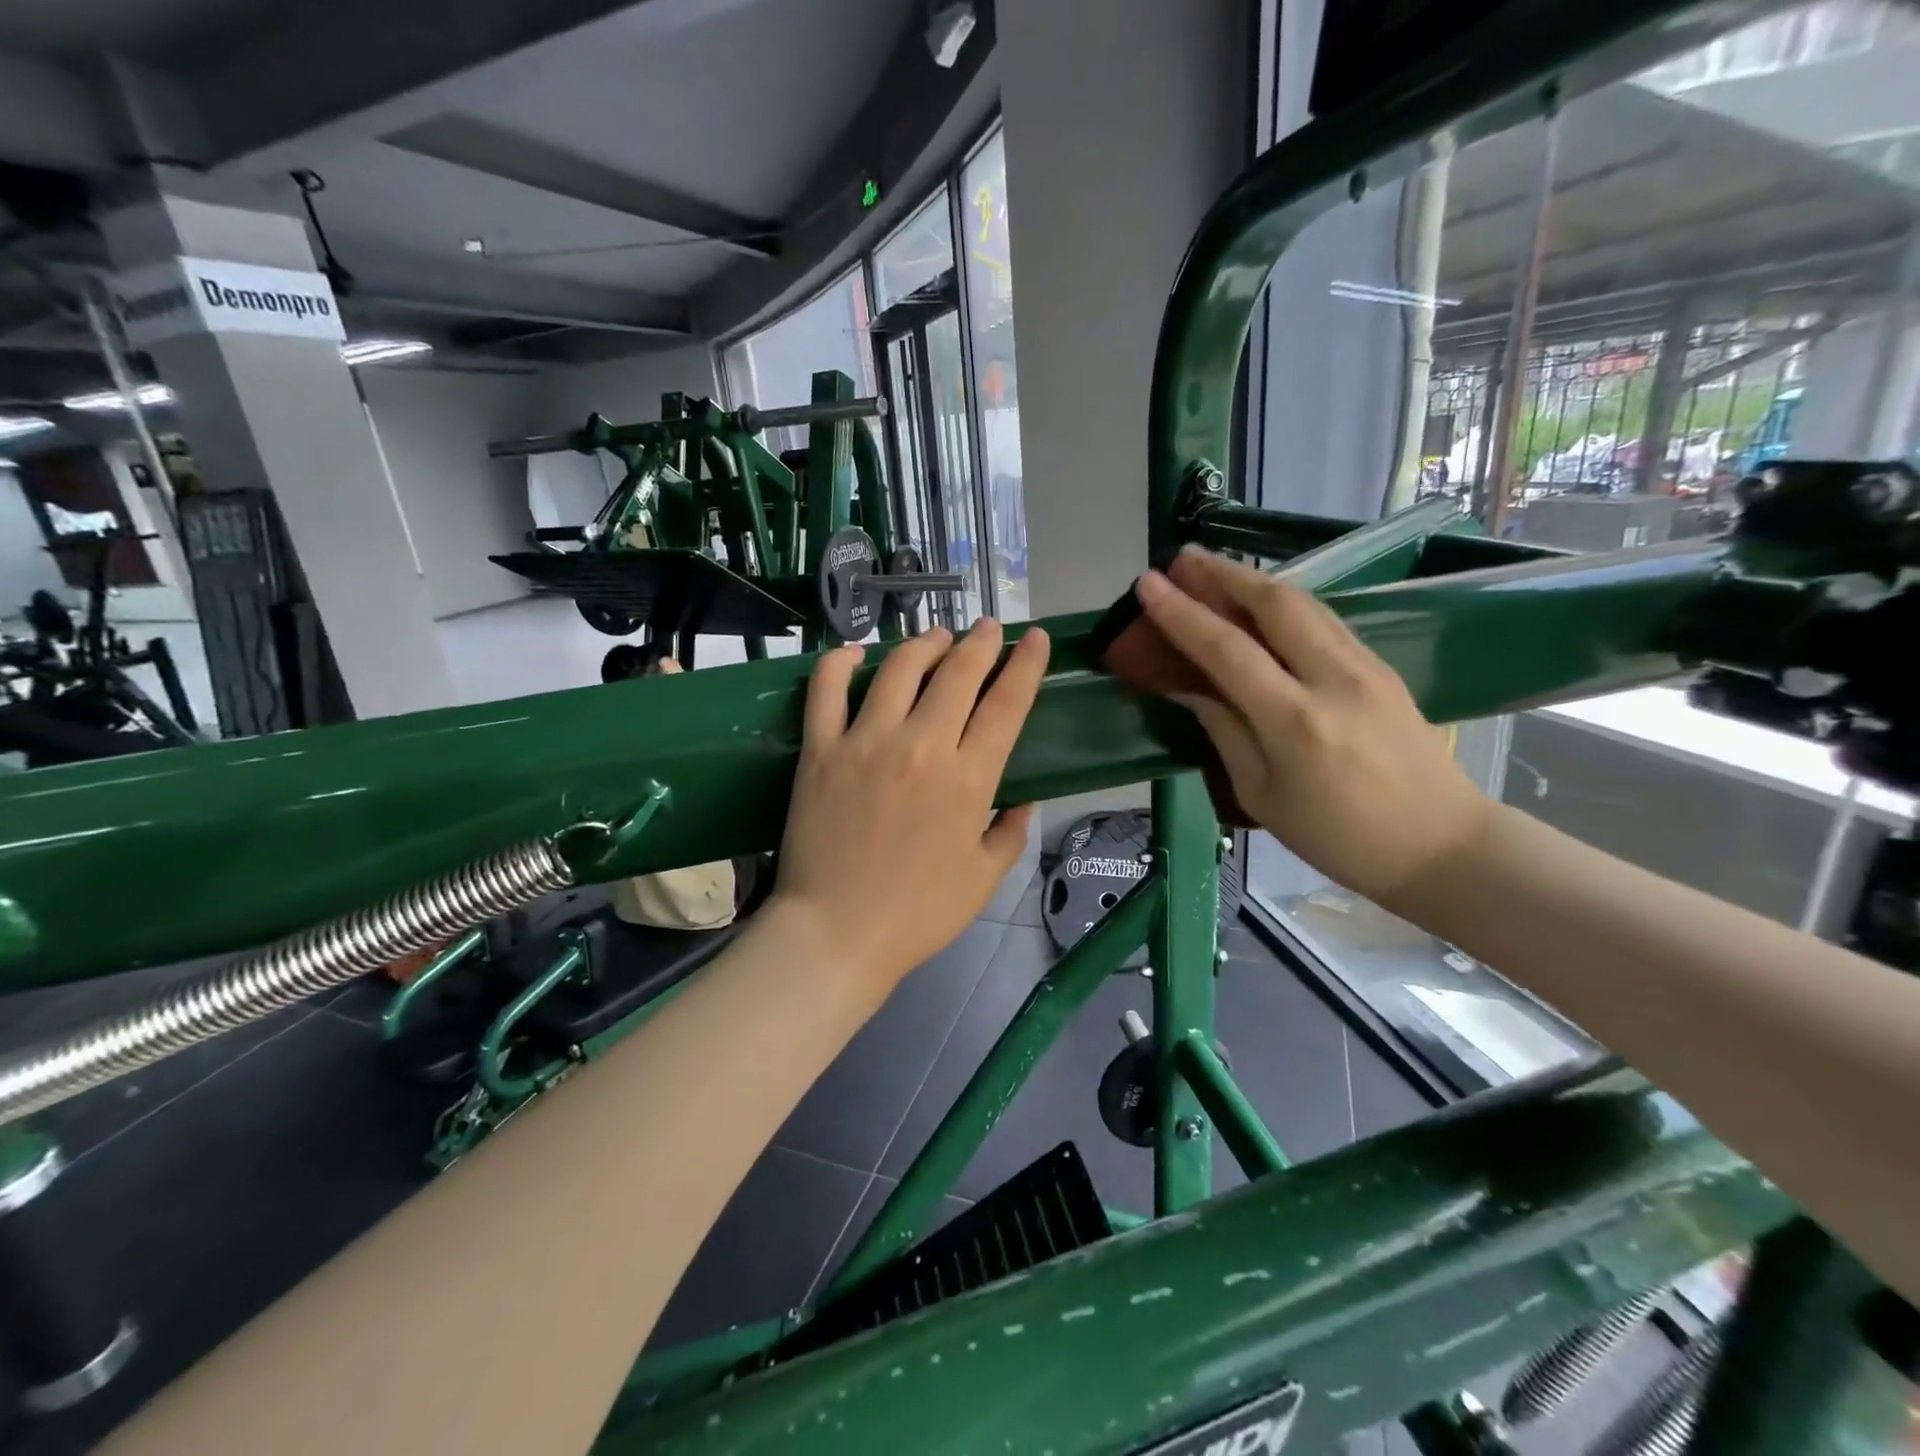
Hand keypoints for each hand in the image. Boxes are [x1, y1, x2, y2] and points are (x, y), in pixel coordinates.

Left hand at [773, 620, 1049, 990]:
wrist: (836, 933)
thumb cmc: (918, 914)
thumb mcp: (984, 880)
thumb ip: (1011, 833)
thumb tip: (1026, 800)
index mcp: (969, 779)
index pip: (1008, 705)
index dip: (1026, 665)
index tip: (1034, 639)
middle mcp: (922, 746)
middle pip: (958, 674)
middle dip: (980, 642)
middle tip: (988, 628)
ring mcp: (866, 742)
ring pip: (899, 668)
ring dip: (923, 644)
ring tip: (936, 637)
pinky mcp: (821, 750)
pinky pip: (826, 690)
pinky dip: (840, 662)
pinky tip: (856, 652)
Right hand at [1134, 549, 1492, 909]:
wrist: (1441, 845)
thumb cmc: (1338, 837)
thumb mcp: (1263, 796)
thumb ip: (1225, 732)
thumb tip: (1191, 689)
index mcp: (1294, 721)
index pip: (1226, 650)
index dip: (1182, 614)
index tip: (1148, 583)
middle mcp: (1333, 679)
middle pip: (1275, 604)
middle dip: (1224, 574)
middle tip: (1183, 558)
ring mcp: (1366, 667)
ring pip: (1305, 603)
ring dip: (1256, 580)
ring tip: (1215, 570)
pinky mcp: (1384, 668)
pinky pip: (1326, 620)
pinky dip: (1286, 603)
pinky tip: (1264, 604)